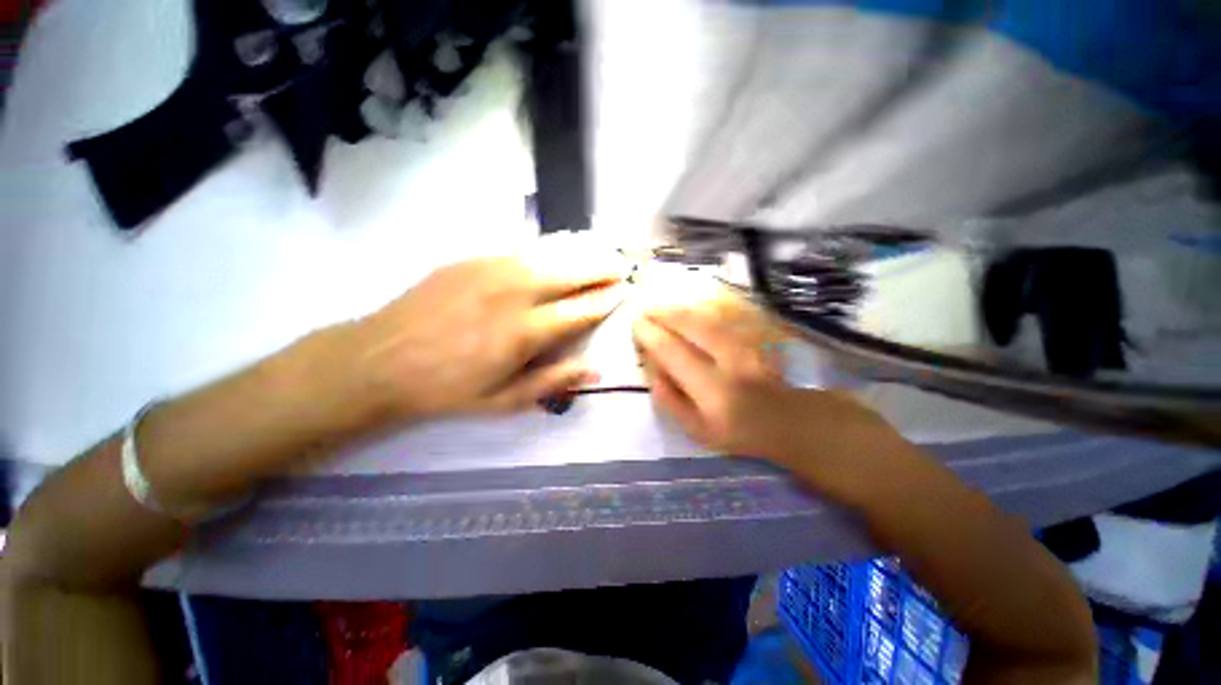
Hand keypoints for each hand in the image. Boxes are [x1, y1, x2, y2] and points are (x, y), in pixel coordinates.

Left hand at [349, 254, 624, 420]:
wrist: (378, 361)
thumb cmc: (446, 389)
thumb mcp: (504, 401)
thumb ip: (554, 381)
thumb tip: (596, 368)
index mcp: (524, 332)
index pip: (579, 310)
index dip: (605, 300)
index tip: (623, 292)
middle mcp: (513, 293)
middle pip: (569, 273)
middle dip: (599, 268)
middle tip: (620, 265)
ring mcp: (490, 270)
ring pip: (547, 254)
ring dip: (578, 253)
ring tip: (598, 251)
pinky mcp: (470, 260)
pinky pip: (519, 251)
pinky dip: (546, 250)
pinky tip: (555, 252)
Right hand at [633, 299, 904, 496]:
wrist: (802, 425)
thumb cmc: (747, 434)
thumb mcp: (700, 432)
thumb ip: (670, 401)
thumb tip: (650, 368)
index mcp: (713, 391)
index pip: (671, 352)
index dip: (650, 335)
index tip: (636, 325)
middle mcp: (732, 360)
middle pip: (691, 324)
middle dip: (663, 312)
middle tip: (647, 309)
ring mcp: (753, 343)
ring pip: (710, 313)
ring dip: (683, 306)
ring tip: (665, 306)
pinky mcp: (766, 333)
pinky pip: (729, 312)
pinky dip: (706, 306)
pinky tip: (693, 307)